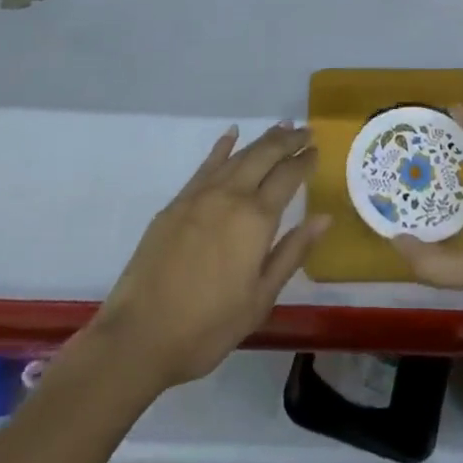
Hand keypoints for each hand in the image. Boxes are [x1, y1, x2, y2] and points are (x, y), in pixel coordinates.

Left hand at [93, 123, 327, 389]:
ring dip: (262, 140)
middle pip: (265, 155)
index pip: (288, 176)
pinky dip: (223, 147)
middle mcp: (231, 195)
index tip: (317, 150)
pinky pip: (207, 164)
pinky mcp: (178, 202)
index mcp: (256, 219)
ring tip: (281, 128)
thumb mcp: (260, 299)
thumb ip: (292, 253)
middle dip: (288, 140)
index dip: (305, 161)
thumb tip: (324, 217)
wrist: (139, 335)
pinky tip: (232, 134)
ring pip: (239, 155)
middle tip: (306, 131)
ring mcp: (201, 195)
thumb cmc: (208, 326)